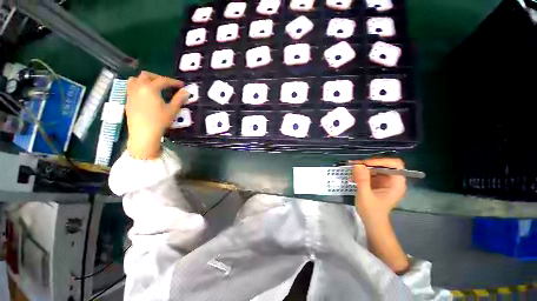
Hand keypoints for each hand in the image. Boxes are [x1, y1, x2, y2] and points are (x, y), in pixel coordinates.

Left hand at [126, 71, 188, 158]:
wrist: (144, 133)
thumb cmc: (160, 121)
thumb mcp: (172, 110)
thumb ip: (179, 99)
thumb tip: (186, 91)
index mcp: (150, 88)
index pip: (163, 81)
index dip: (174, 82)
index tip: (181, 85)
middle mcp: (138, 87)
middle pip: (146, 75)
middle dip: (158, 77)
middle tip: (167, 84)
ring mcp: (131, 93)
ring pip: (135, 79)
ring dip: (145, 80)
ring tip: (153, 86)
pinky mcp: (128, 100)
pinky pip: (131, 87)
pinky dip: (138, 86)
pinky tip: (145, 94)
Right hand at [351, 158, 405, 221]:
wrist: (372, 223)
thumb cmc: (371, 212)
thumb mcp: (365, 195)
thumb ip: (362, 180)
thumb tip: (358, 165)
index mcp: (396, 184)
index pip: (395, 165)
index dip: (381, 161)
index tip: (365, 164)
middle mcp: (393, 181)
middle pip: (384, 165)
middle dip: (369, 164)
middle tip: (354, 164)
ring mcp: (385, 182)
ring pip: (376, 168)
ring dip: (363, 167)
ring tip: (350, 168)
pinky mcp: (378, 183)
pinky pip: (371, 173)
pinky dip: (362, 173)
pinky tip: (352, 176)